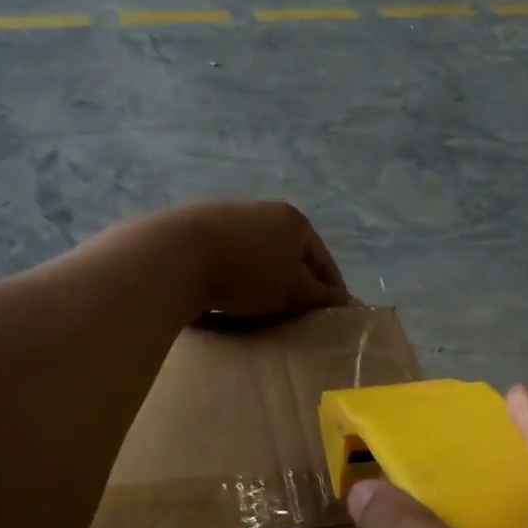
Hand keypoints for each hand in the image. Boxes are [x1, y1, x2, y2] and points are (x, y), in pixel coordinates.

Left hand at [165, 200, 350, 319]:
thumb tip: (349, 302)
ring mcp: (229, 217)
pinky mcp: (198, 229)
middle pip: (290, 255)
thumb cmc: (249, 273)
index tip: (333, 317)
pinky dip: (235, 277)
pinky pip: (229, 259)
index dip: (331, 290)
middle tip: (295, 315)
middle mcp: (264, 211)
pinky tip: (227, 297)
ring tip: (260, 309)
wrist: (178, 255)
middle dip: (295, 284)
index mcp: (294, 221)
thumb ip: (322, 296)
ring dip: (264, 281)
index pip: (323, 260)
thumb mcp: (294, 290)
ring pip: (258, 256)